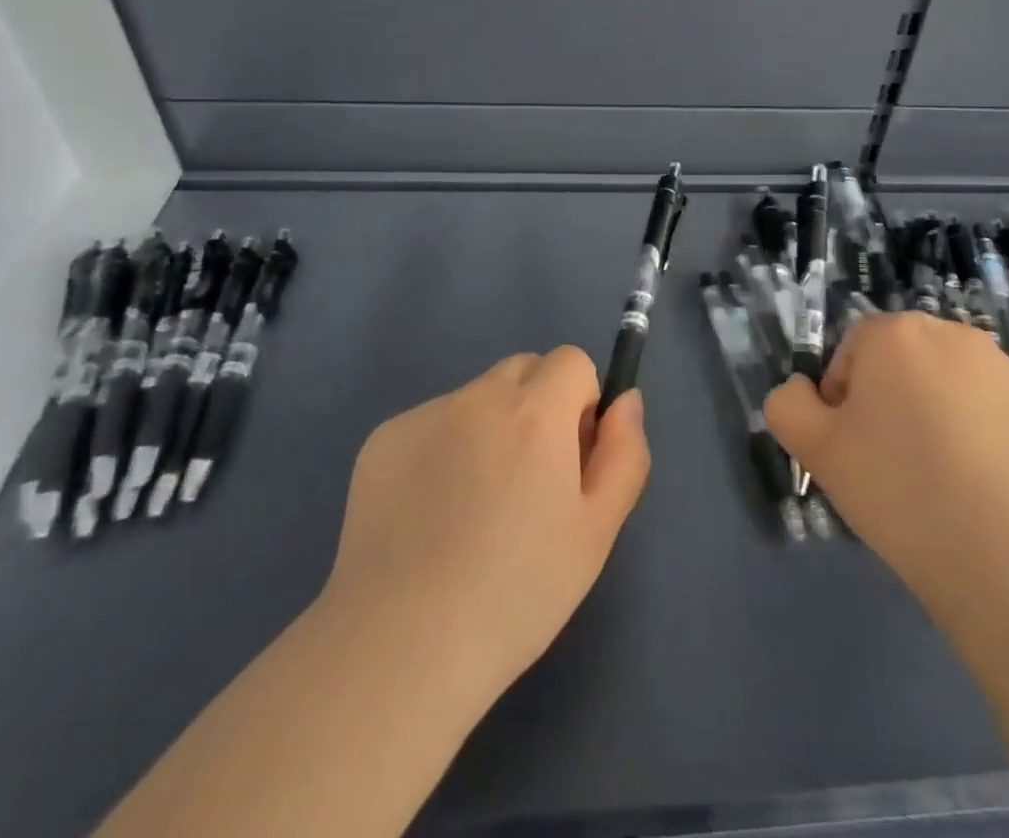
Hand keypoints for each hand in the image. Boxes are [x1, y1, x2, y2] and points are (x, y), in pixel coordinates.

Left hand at [317, 346, 650, 717]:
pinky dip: (442, 450)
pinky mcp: (382, 440)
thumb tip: (625, 401)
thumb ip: (624, 452)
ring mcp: (424, 415)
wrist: (400, 647)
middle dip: (537, 405)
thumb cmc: (516, 593)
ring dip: (489, 428)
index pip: (571, 361)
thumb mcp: (597, 531)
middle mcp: (478, 396)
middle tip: (528, 480)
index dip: (580, 402)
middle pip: (523, 370)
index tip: (570, 457)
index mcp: (535, 411)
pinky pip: (431, 425)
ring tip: (472, 509)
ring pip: (476, 399)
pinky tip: (428, 516)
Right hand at [764, 313, 1008, 608]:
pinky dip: (986, 438)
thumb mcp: (816, 451)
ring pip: (951, 385)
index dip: (844, 399)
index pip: (852, 351)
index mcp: (894, 334)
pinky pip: (997, 413)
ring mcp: (1006, 369)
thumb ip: (788, 406)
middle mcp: (952, 334)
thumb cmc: (901, 490)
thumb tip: (800, 391)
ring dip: (940, 415)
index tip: (854, 448)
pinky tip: (986, 489)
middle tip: (893, 463)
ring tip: (944, 481)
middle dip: (893, 400)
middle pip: (904, 362)